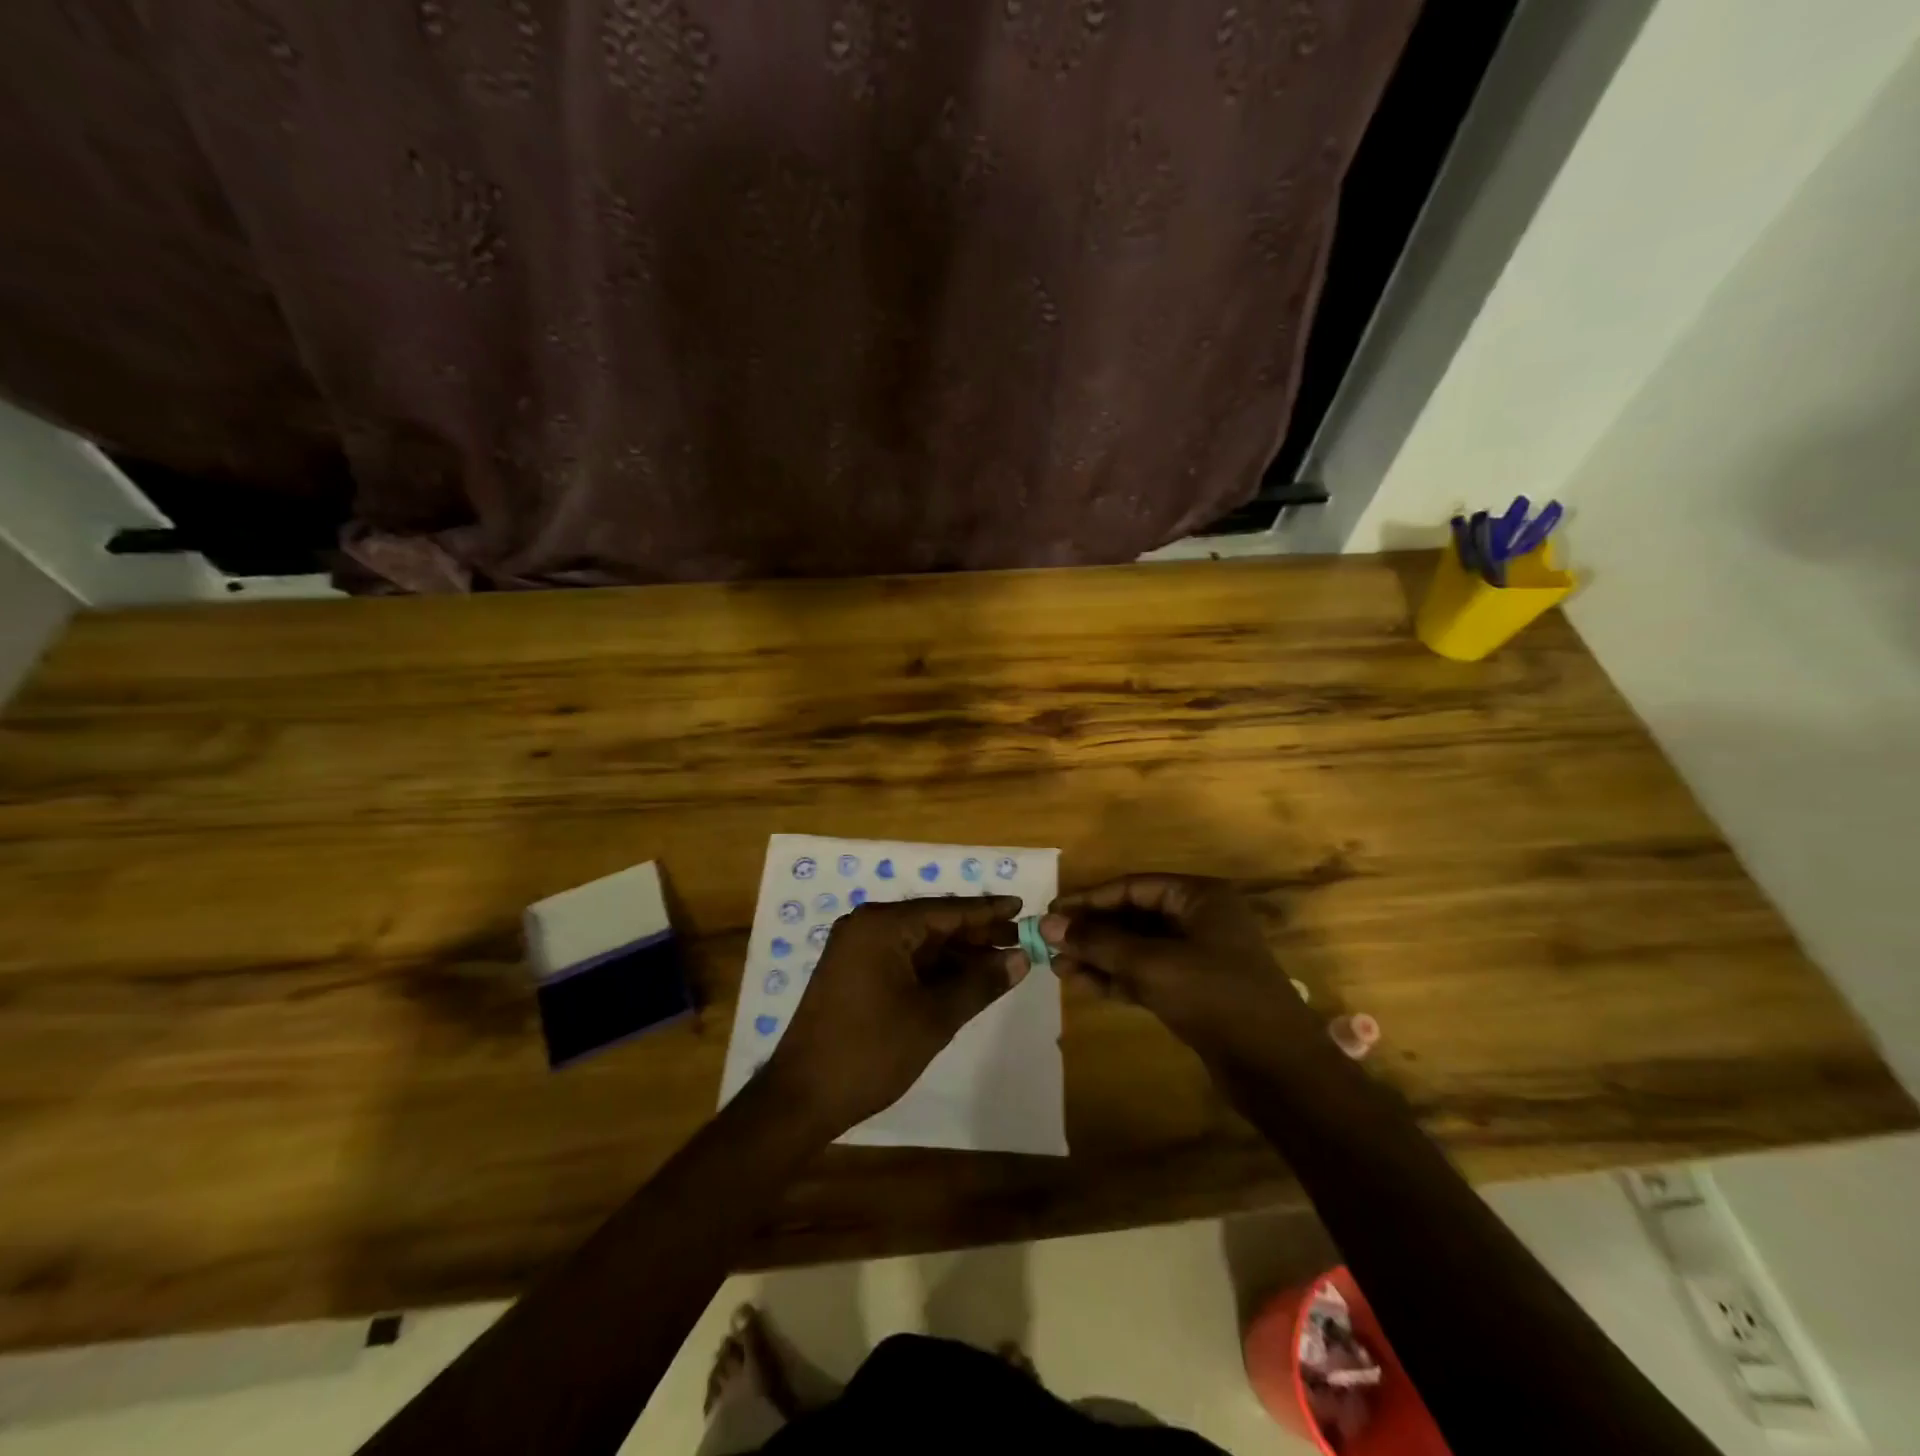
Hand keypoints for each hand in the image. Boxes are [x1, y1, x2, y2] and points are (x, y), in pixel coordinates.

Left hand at [763, 896, 1026, 1136]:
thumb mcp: (934, 1017)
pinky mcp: (852, 972)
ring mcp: (856, 949)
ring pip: (918, 942)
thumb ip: (980, 983)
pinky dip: (933, 968)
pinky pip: (902, 959)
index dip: (988, 910)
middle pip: (933, 922)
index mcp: (882, 925)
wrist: (801, 1097)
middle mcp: (866, 926)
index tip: (1023, 907)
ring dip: (957, 954)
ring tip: (1001, 963)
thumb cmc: (871, 1052)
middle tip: (1020, 940)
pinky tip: (963, 980)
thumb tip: (1020, 959)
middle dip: (976, 934)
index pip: (947, 910)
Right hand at [1042, 875, 1313, 1055]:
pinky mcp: (1193, 991)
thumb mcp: (1151, 964)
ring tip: (1057, 967)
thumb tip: (1048, 924)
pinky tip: (1082, 984)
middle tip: (1050, 943)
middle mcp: (1199, 920)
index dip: (1090, 899)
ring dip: (1099, 956)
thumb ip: (1098, 942)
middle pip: (1134, 916)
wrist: (1276, 1069)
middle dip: (1092, 931)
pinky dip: (1116, 978)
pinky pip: (1146, 974)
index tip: (1052, 913)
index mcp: (1199, 898)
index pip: (1133, 887)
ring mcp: (1198, 957)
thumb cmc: (1216, 997)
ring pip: (1137, 948)